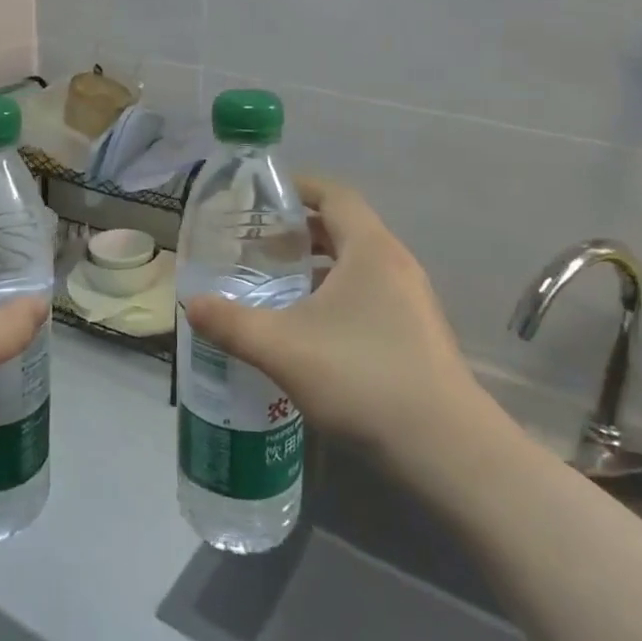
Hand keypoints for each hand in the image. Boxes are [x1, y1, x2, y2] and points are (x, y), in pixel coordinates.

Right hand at [184, 176, 501, 467]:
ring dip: (314, 267)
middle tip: (253, 243)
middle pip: (342, 228)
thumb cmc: (364, 379)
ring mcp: (411, 302)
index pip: (334, 194)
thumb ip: (232, 323)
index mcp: (370, 250)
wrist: (450, 453)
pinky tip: (305, 329)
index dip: (297, 187)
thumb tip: (191, 305)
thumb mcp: (283, 348)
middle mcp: (395, 265)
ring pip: (354, 266)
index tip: (258, 196)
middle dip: (297, 231)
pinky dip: (332, 296)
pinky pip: (366, 296)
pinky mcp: (415, 335)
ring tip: (272, 284)